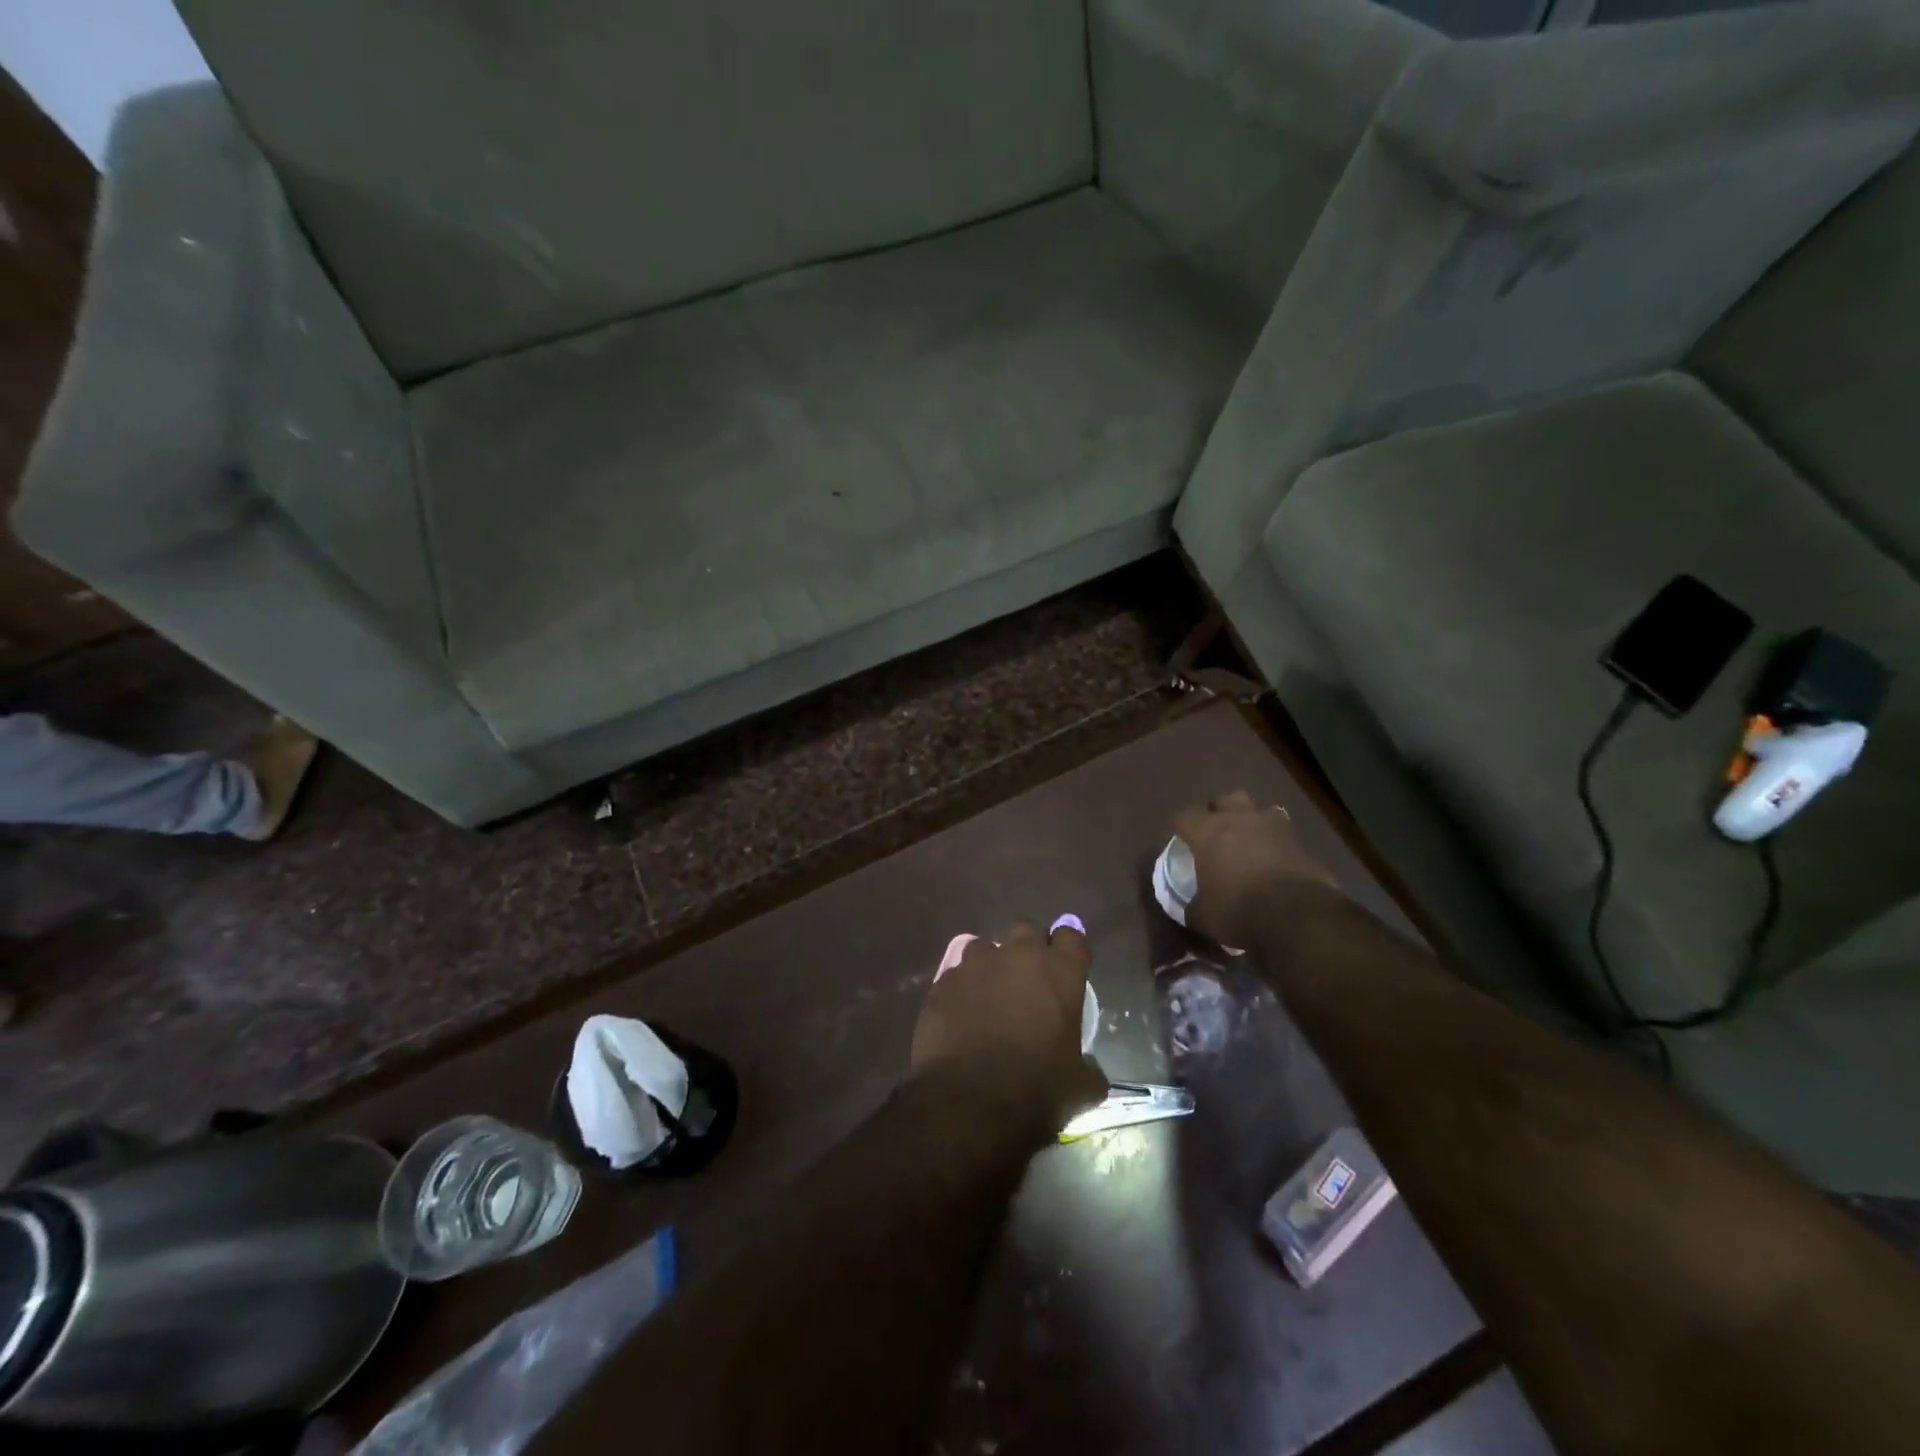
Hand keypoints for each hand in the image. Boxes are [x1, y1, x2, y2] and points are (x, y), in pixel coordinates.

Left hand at [909, 919, 1106, 1140]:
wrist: (967, 1103)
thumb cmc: (1035, 1091)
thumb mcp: (1080, 1088)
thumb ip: (1089, 1068)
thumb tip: (1089, 1068)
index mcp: (1059, 972)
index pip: (1072, 937)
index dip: (1070, 951)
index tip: (1068, 971)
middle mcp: (1017, 956)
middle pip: (1027, 929)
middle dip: (1030, 947)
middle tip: (1030, 980)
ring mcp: (975, 965)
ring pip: (985, 948)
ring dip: (992, 966)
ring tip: (990, 998)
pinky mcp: (942, 983)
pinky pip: (956, 976)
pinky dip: (962, 991)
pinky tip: (961, 1018)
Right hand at [1172, 790, 1336, 948]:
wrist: (1299, 917)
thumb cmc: (1239, 910)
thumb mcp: (1204, 917)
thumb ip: (1193, 906)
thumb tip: (1190, 908)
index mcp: (1209, 832)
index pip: (1185, 816)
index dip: (1180, 826)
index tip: (1179, 839)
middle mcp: (1240, 820)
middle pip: (1225, 799)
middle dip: (1219, 811)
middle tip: (1215, 832)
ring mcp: (1275, 828)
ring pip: (1260, 810)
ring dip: (1253, 822)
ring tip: (1250, 842)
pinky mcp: (1302, 843)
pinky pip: (1284, 835)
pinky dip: (1277, 844)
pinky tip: (1275, 862)